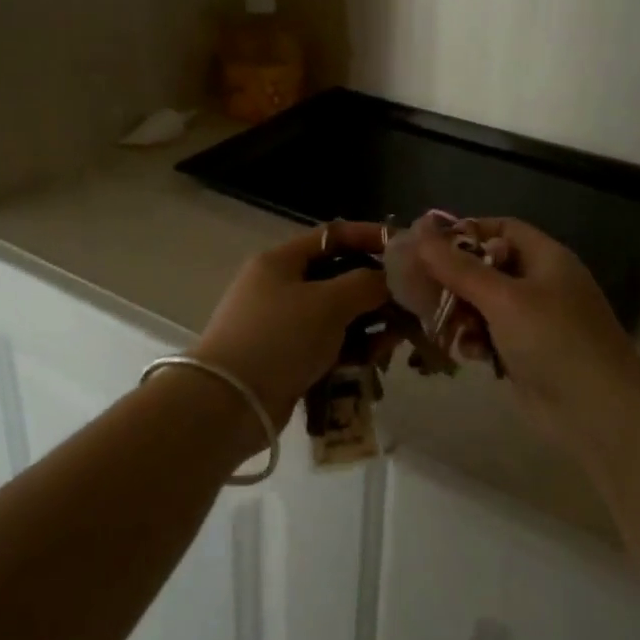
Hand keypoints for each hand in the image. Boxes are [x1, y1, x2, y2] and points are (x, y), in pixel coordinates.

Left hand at [190, 223, 390, 426]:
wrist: (230, 403)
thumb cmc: (279, 338)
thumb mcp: (328, 303)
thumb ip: (365, 283)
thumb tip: (389, 279)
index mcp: (281, 261)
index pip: (332, 236)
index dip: (370, 237)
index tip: (406, 248)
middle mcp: (280, 286)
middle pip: (338, 277)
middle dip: (375, 289)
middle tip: (409, 303)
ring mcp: (282, 324)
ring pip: (337, 315)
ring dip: (369, 323)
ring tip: (395, 340)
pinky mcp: (287, 358)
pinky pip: (328, 344)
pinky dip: (352, 348)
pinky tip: (374, 360)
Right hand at [415, 218, 639, 460]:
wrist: (598, 414)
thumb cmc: (553, 340)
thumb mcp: (502, 298)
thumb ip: (458, 267)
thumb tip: (419, 233)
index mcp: (546, 258)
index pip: (501, 228)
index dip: (465, 232)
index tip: (428, 246)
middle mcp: (541, 283)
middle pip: (488, 267)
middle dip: (455, 278)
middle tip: (420, 288)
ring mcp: (535, 321)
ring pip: (484, 304)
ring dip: (461, 313)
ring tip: (442, 325)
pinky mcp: (526, 353)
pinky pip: (490, 335)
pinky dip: (475, 340)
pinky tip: (467, 354)